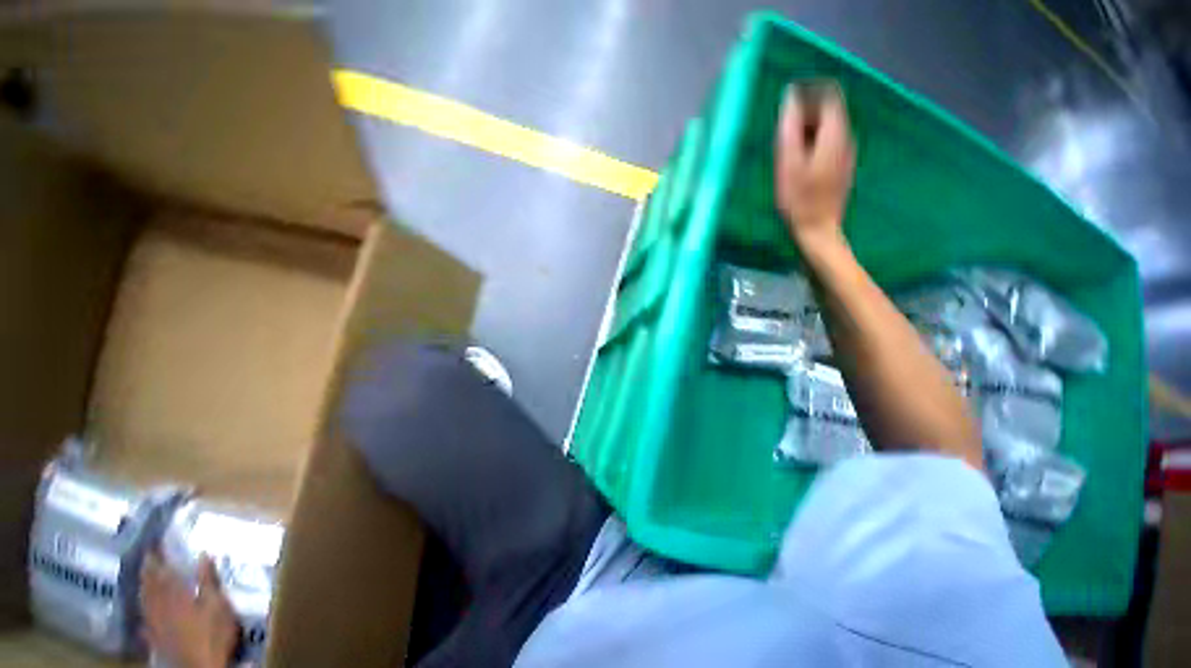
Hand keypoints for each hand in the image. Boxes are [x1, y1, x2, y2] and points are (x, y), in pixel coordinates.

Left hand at [141, 552, 238, 667]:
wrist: (203, 666)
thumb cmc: (214, 632)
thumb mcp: (218, 604)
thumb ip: (209, 581)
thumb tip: (202, 555)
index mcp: (176, 596)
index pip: (163, 574)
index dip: (157, 560)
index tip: (153, 547)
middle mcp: (161, 608)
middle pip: (150, 588)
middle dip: (147, 574)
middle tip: (145, 560)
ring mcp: (157, 626)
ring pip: (145, 605)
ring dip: (143, 592)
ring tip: (142, 583)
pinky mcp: (158, 641)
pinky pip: (146, 626)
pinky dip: (144, 618)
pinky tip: (142, 621)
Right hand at [774, 82, 855, 254]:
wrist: (818, 230)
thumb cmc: (799, 199)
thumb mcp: (788, 163)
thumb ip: (790, 128)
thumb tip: (790, 97)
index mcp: (835, 133)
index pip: (829, 95)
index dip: (808, 94)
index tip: (787, 106)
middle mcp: (847, 138)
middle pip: (829, 111)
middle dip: (806, 114)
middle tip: (782, 133)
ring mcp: (847, 154)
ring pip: (829, 129)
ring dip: (808, 131)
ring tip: (786, 150)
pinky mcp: (843, 168)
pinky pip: (829, 145)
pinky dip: (813, 145)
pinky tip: (798, 164)